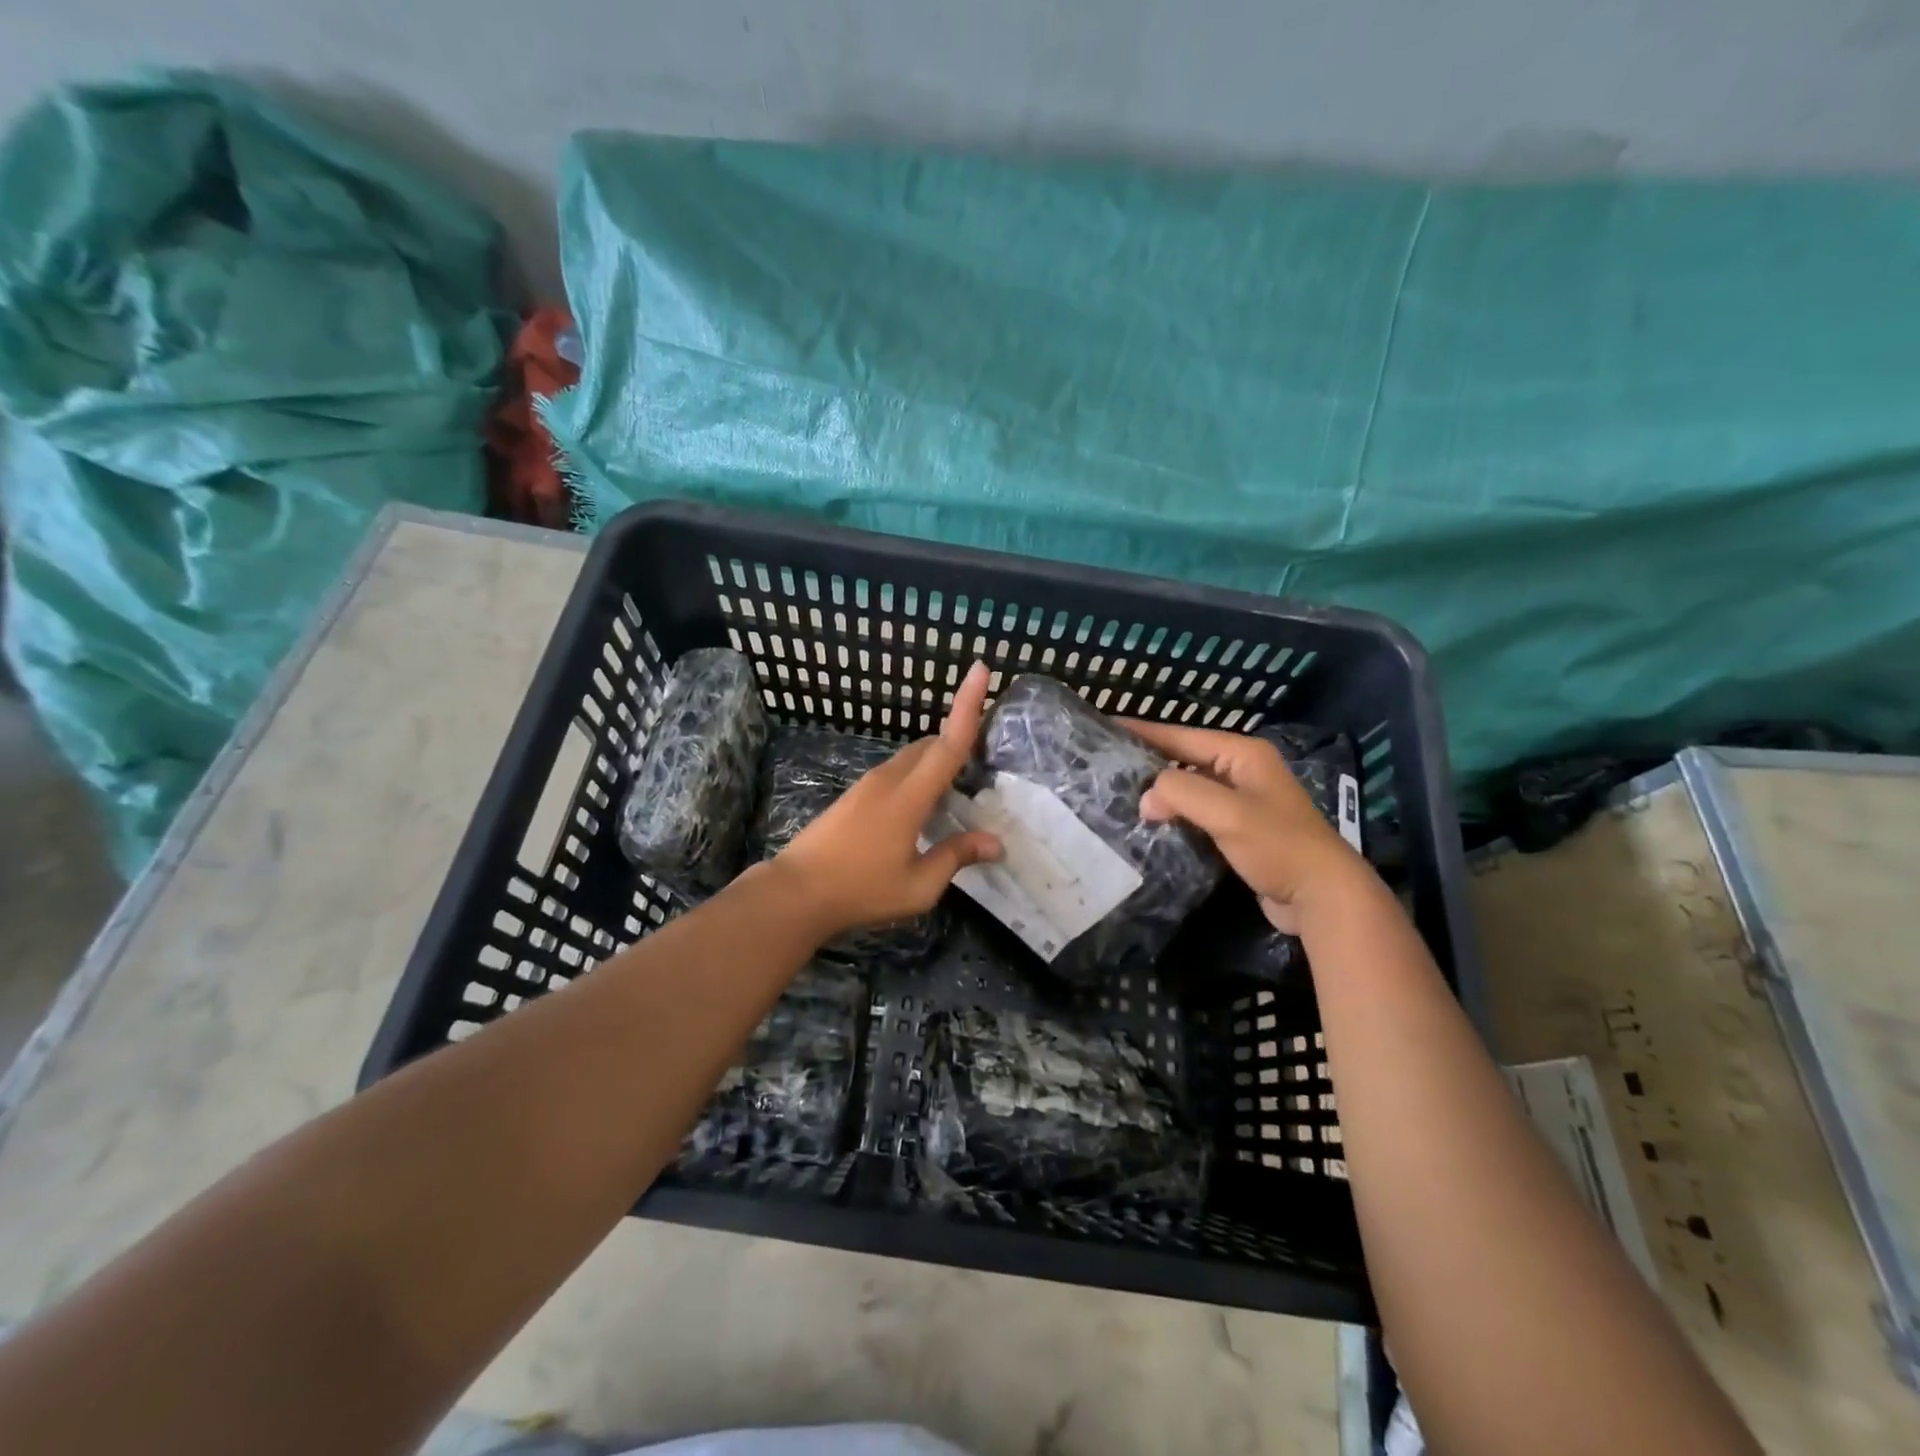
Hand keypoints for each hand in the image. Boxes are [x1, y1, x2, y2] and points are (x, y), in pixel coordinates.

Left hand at [774, 662, 1002, 940]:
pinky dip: (918, 776)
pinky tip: (924, 808)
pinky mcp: (855, 795)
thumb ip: (956, 857)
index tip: (981, 669)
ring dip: (936, 761)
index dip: (967, 706)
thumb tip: (996, 843)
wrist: (797, 892)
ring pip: (912, 758)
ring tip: (959, 788)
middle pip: (930, 745)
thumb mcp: (918, 885)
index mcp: (909, 796)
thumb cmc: (861, 889)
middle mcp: (889, 779)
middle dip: (958, 739)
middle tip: (985, 761)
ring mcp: (868, 784)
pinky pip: (897, 772)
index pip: (947, 744)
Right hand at [1127, 720, 1365, 933]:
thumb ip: (1181, 794)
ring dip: (1161, 793)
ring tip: (1120, 795)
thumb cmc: (1277, 845)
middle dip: (1149, 764)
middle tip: (1107, 767)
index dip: (1144, 732)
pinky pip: (1198, 814)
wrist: (1322, 895)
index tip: (1107, 728)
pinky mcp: (1240, 830)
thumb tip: (1146, 798)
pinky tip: (1151, 825)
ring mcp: (1243, 802)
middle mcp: (1243, 771)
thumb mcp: (1226, 812)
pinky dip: (1176, 816)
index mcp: (1243, 755)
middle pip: (1185, 760)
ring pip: (1191, 789)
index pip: (1182, 736)